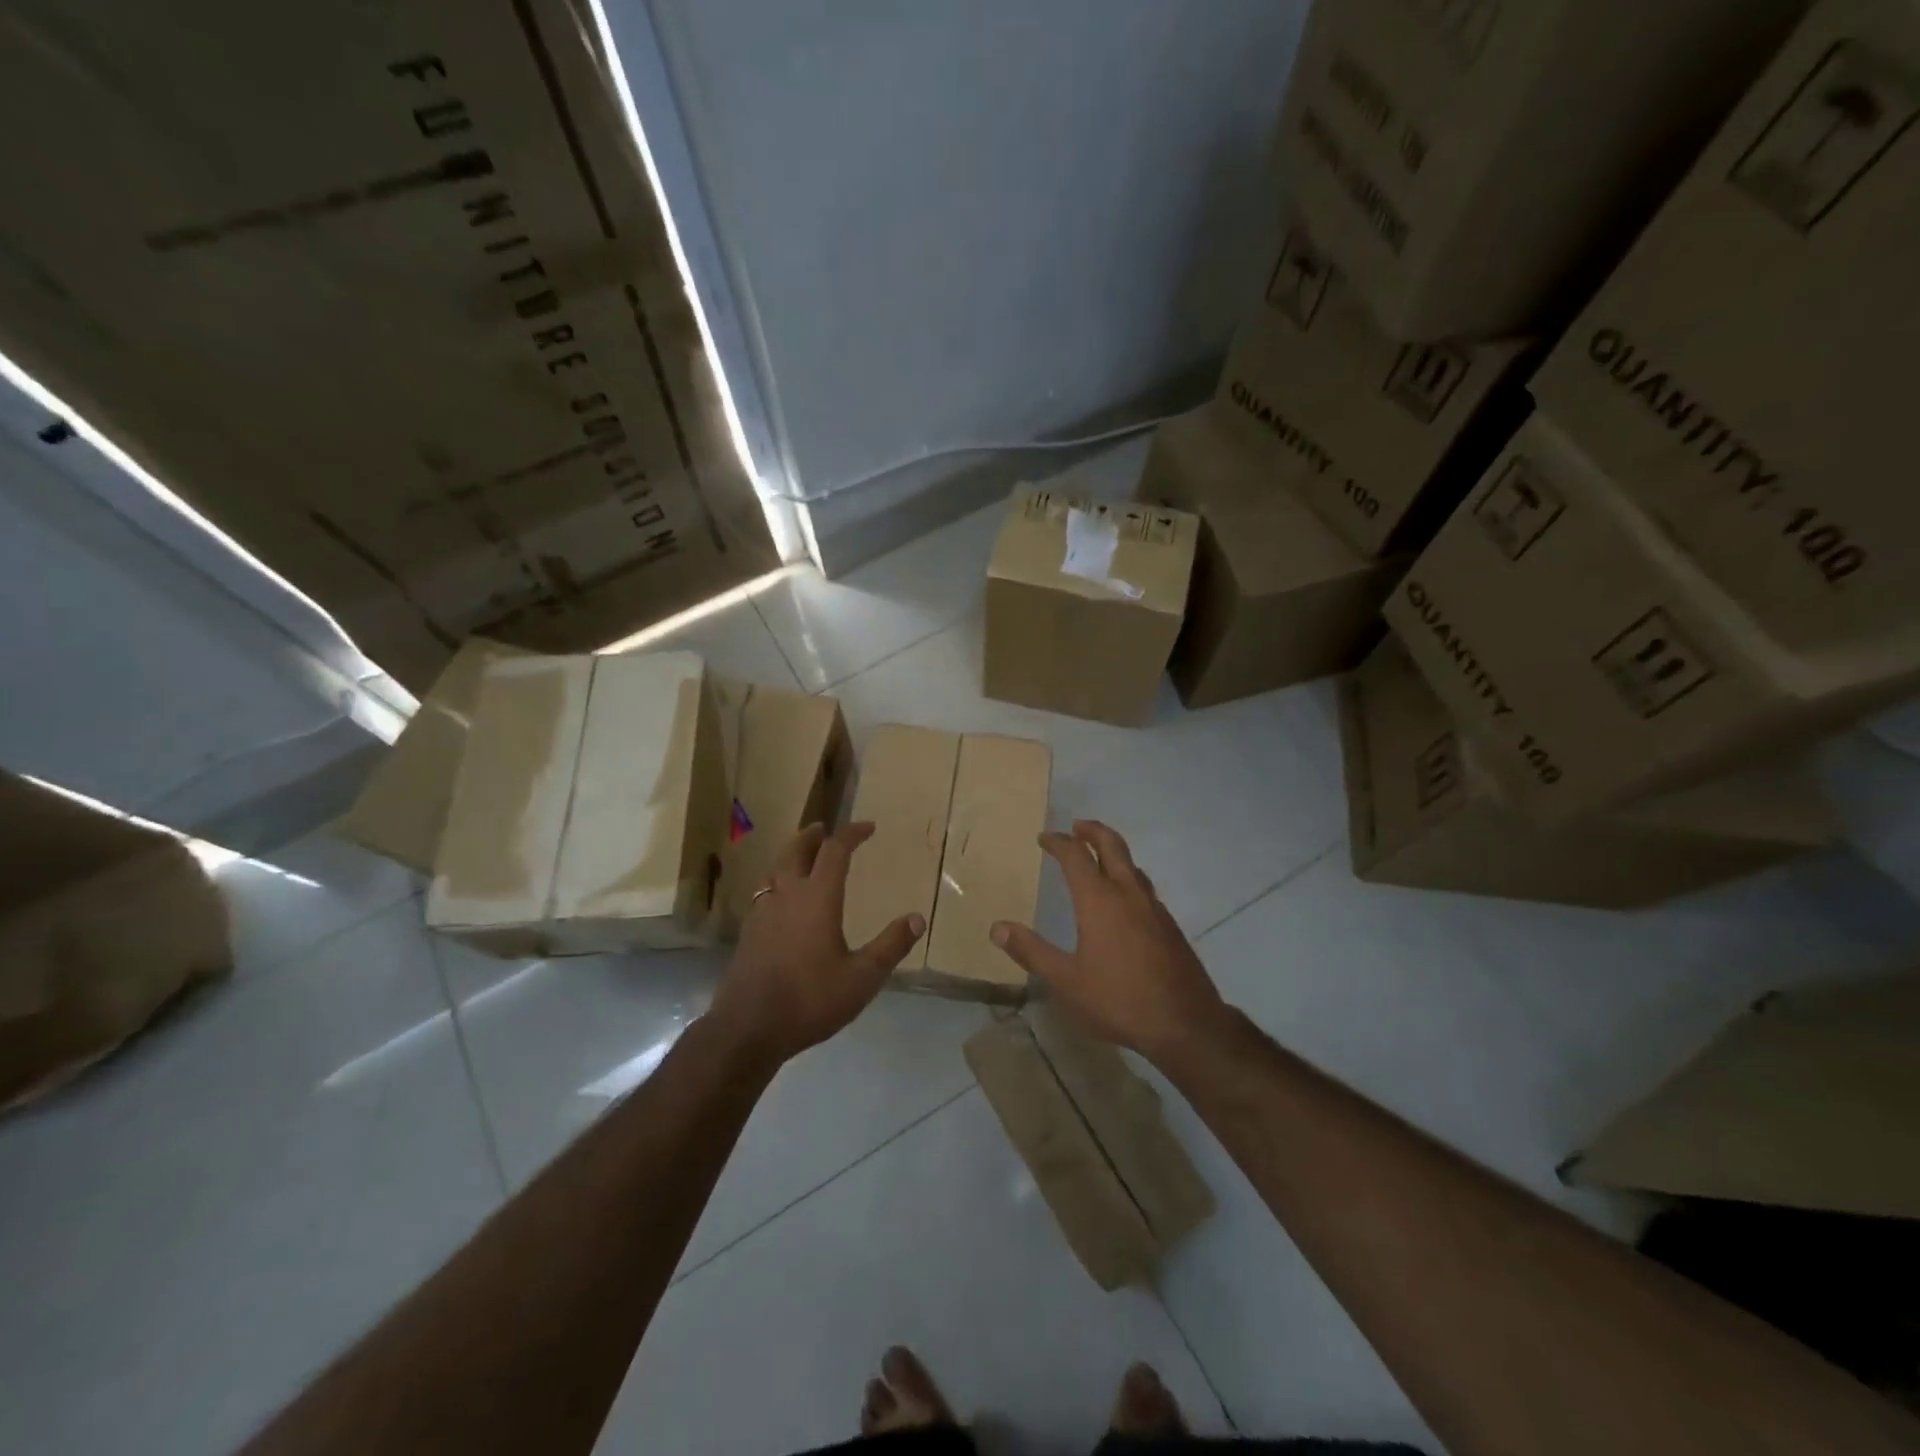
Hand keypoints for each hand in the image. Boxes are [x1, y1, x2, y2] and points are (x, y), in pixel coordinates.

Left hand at [707, 822, 923, 1065]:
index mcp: (817, 897)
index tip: (868, 827)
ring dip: (792, 856)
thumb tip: (917, 918)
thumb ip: (891, 946)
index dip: (852, 834)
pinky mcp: (748, 932)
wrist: (749, 1028)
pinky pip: (764, 892)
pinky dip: (778, 882)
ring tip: (803, 859)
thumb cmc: (810, 999)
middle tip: (824, 829)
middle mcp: (787, 895)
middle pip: (796, 850)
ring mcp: (762, 912)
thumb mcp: (862, 977)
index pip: (835, 851)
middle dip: (812, 836)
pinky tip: (782, 901)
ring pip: (775, 869)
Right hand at [990, 820, 1226, 1065]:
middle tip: (1076, 827)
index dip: (1058, 842)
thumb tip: (997, 928)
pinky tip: (1124, 900)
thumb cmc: (1119, 999)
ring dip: (1113, 852)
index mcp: (1099, 900)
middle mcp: (1128, 893)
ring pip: (1132, 865)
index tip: (1044, 838)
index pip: (1076, 856)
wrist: (1186, 1023)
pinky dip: (1128, 877)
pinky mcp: (1169, 926)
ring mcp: (1154, 908)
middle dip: (1092, 831)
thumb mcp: (1066, 981)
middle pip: (1112, 845)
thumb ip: (1031, 951)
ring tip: (1098, 858)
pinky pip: (1144, 887)